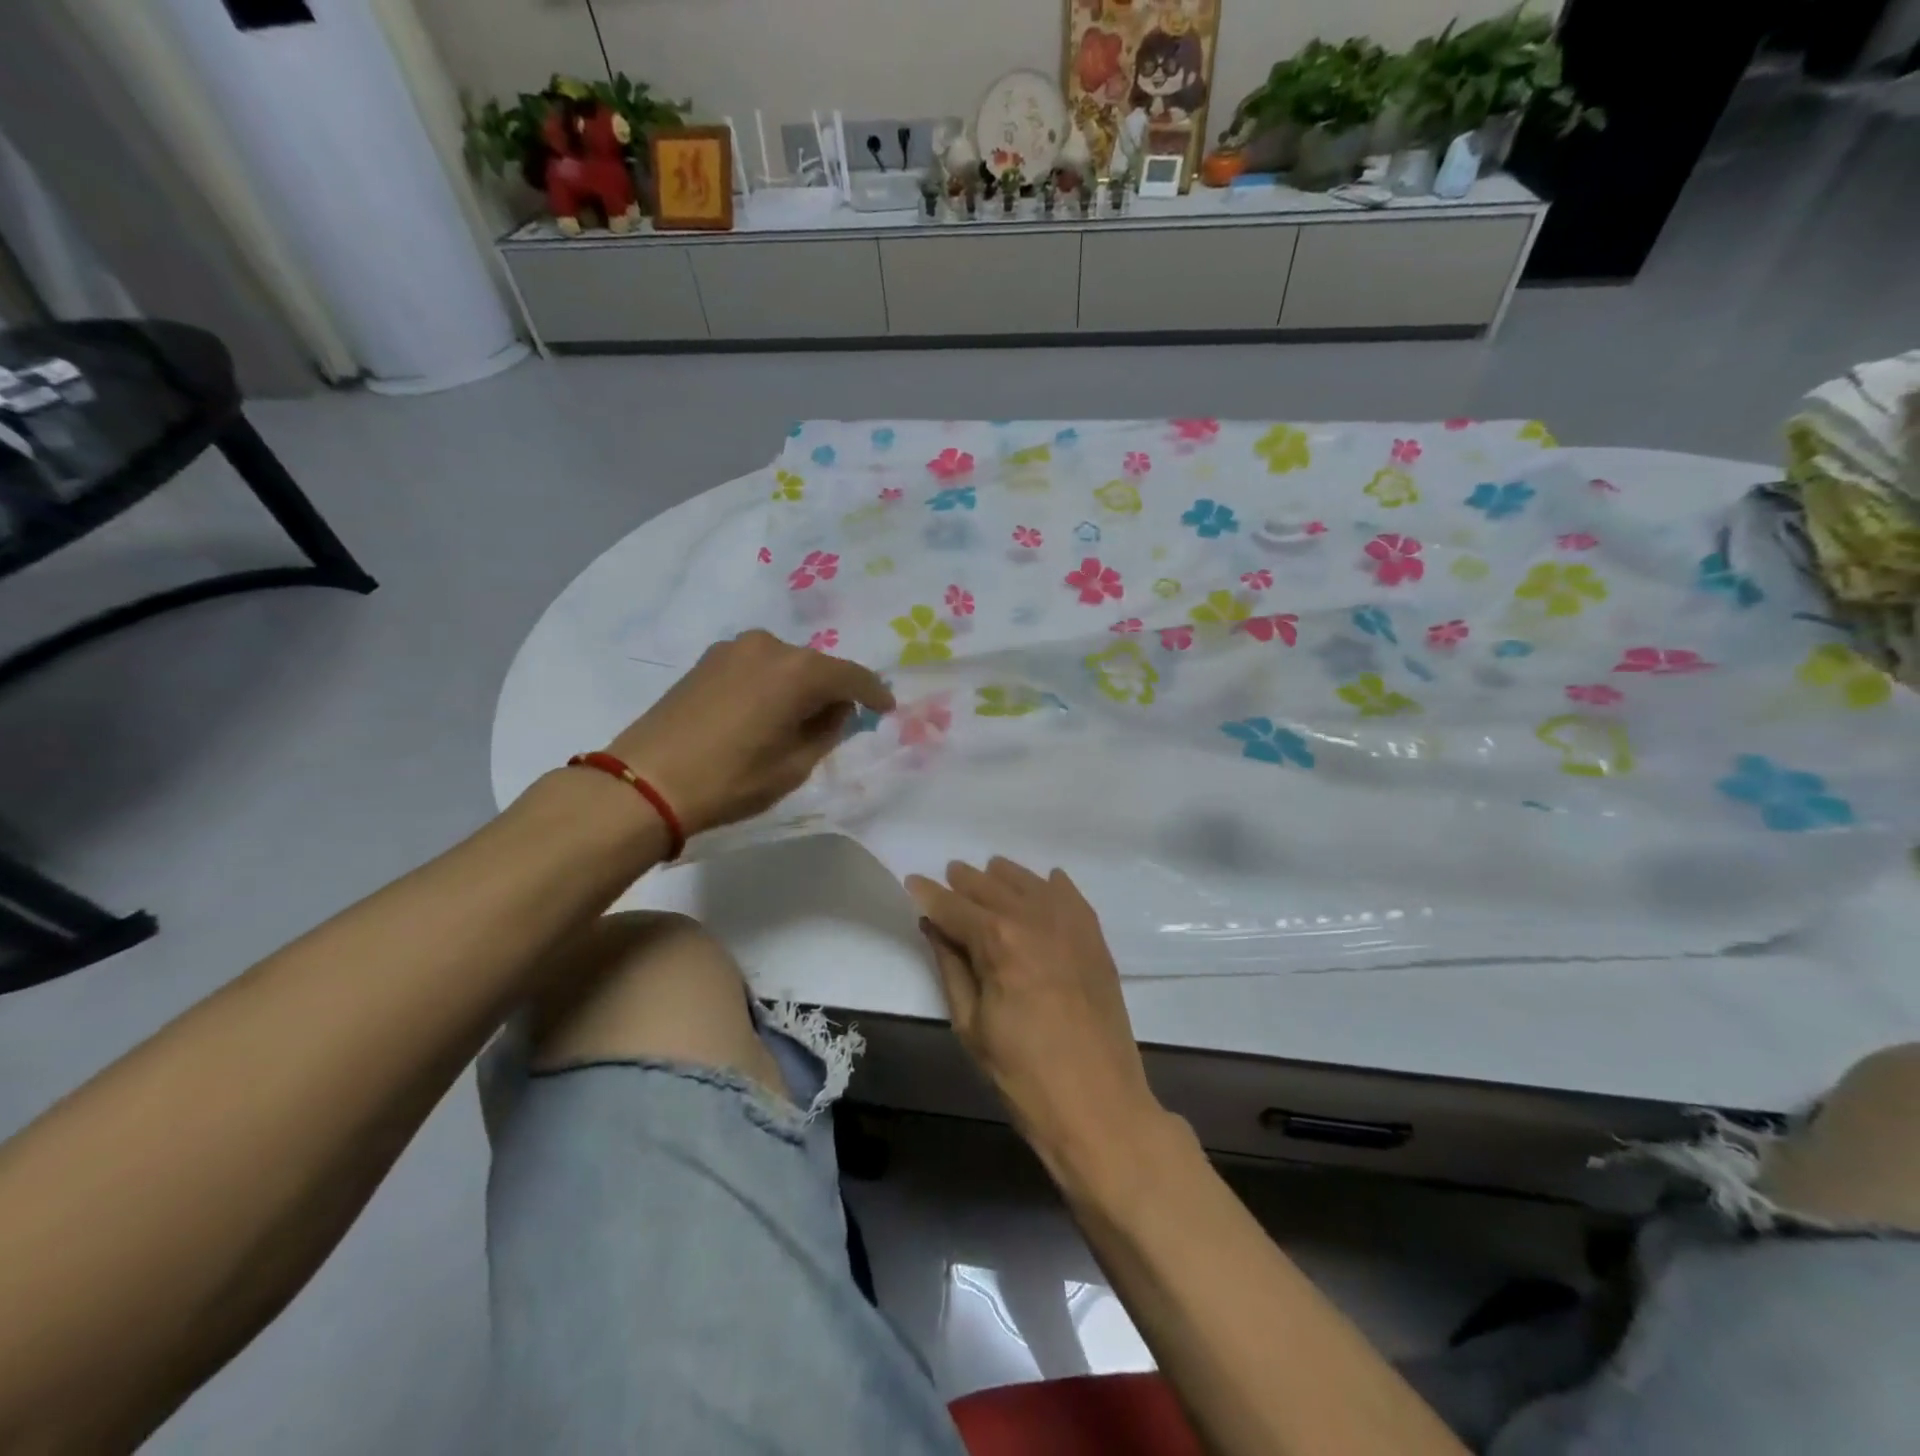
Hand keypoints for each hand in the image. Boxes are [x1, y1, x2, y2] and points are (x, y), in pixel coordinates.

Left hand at [607, 630, 892, 837]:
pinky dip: (771, 684)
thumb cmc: (731, 779)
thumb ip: (827, 730)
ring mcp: (734, 648)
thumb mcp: (795, 766)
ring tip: (797, 720)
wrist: (646, 781)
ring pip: (786, 664)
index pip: (852, 676)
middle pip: (817, 666)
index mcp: (799, 671)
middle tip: (840, 720)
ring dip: (799, 687)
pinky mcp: (708, 659)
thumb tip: (837, 709)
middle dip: (833, 690)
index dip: (874, 693)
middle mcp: (770, 646)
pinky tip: (764, 712)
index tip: (886, 708)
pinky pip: (757, 666)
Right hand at [907, 858, 1168, 1178]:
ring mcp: (1070, 925)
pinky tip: (1043, 883)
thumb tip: (933, 926)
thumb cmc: (1023, 1075)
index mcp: (998, 940)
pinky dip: (1050, 886)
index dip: (929, 895)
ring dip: (1003, 877)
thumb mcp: (971, 1024)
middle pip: (990, 886)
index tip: (912, 882)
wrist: (1099, 1105)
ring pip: (1029, 883)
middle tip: (947, 878)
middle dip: (964, 881)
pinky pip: (1069, 896)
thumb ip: (951, 965)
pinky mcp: (1095, 939)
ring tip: (987, 875)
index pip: (954, 906)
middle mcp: (1034, 918)